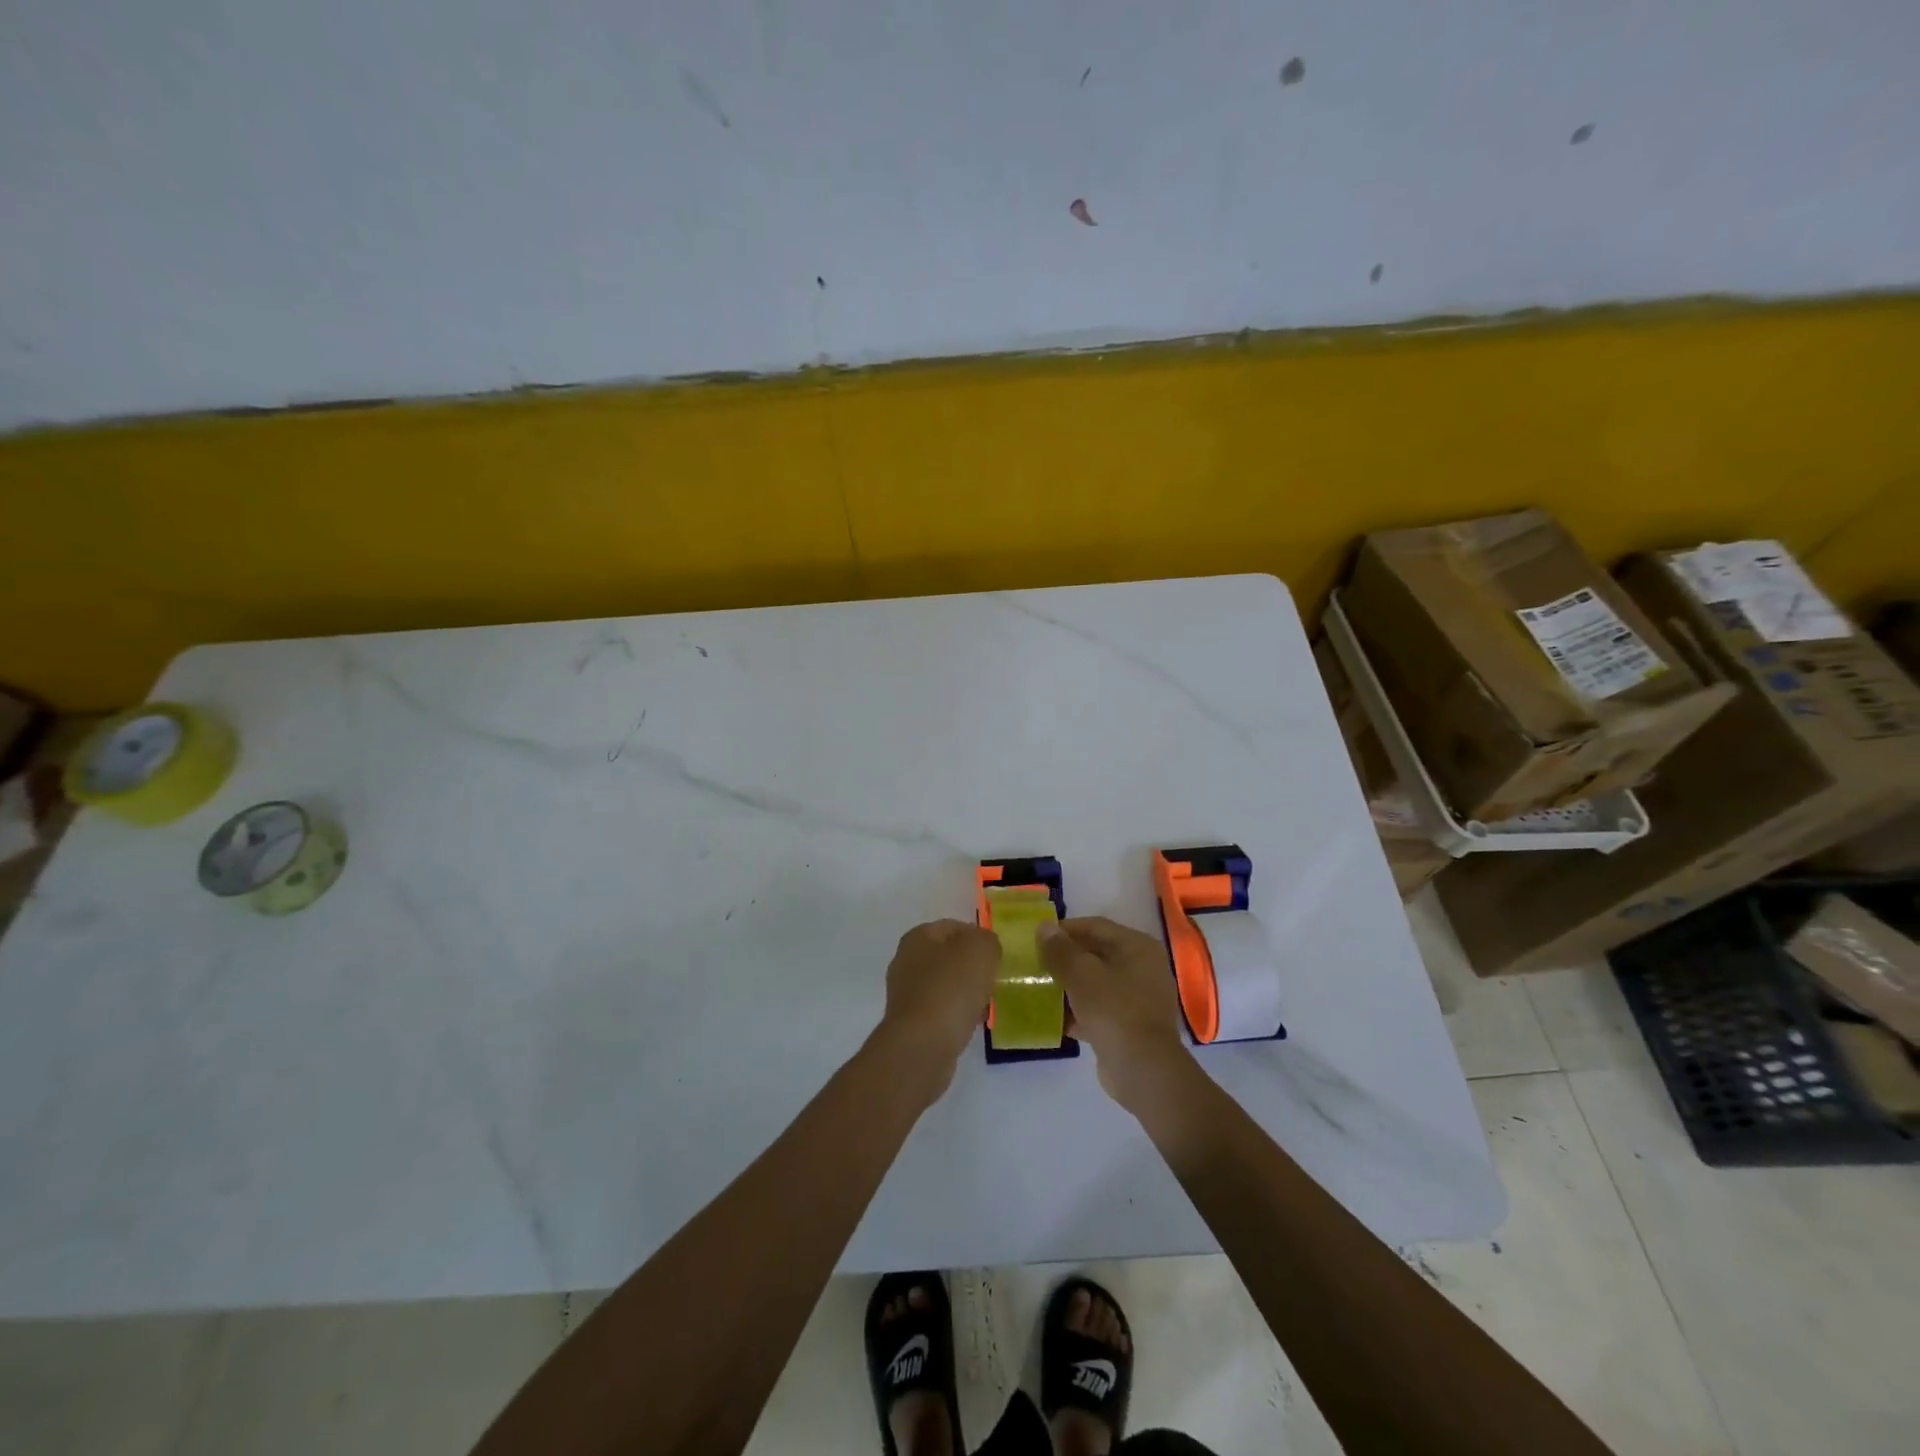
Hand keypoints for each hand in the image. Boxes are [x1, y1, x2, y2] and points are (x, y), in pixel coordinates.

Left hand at [875, 919, 1000, 1099]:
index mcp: (918, 937)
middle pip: (949, 956)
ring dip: (967, 992)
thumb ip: (987, 940)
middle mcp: (906, 961)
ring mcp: (906, 993)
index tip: (997, 955)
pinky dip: (958, 1014)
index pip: (953, 926)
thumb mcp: (980, 950)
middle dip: (973, 967)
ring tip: (987, 1004)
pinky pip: (942, 1010)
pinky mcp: (911, 1023)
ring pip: (946, 984)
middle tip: (994, 979)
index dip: (978, 937)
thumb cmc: (951, 989)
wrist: (922, 1046)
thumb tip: (985, 947)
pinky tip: (973, 1024)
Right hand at [1039, 917, 1190, 1108]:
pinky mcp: (1130, 1026)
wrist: (1142, 1070)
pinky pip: (1099, 1009)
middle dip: (1065, 959)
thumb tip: (1044, 927)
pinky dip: (1078, 1011)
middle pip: (1096, 954)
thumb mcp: (1081, 974)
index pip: (1095, 926)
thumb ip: (1060, 949)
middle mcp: (1142, 967)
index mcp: (1137, 947)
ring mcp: (1138, 998)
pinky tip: (1053, 1018)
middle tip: (1035, 963)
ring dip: (1069, 986)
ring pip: (1096, 983)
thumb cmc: (1114, 1010)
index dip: (1065, 929)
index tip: (1037, 937)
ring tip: (1039, 989)